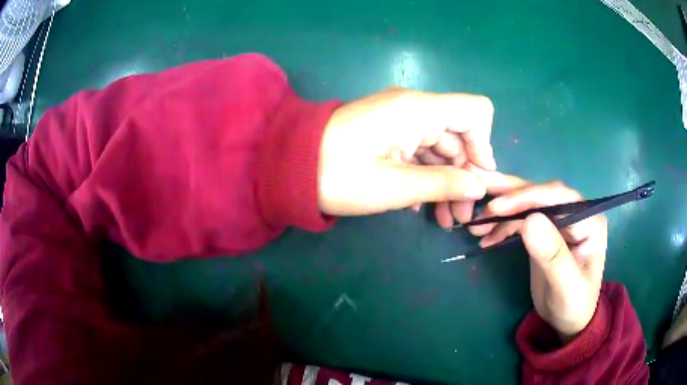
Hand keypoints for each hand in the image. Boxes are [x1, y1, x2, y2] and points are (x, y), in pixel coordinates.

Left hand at [317, 88, 495, 216]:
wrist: (289, 165)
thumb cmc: (339, 175)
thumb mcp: (395, 186)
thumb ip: (443, 183)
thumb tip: (479, 186)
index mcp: (418, 110)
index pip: (475, 111)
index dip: (483, 144)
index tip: (477, 179)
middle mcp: (414, 107)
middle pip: (460, 134)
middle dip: (465, 174)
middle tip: (462, 215)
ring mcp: (400, 119)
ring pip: (440, 147)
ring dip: (447, 181)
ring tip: (446, 220)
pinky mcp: (388, 131)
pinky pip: (419, 150)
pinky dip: (426, 175)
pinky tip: (424, 206)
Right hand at [468, 171, 607, 339]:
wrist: (569, 319)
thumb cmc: (573, 305)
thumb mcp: (566, 286)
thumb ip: (552, 255)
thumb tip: (530, 221)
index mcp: (588, 221)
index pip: (558, 198)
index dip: (528, 197)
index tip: (497, 207)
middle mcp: (575, 214)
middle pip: (541, 195)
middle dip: (510, 197)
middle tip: (479, 202)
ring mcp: (560, 220)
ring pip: (530, 204)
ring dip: (503, 210)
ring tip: (476, 222)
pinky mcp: (546, 230)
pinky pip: (523, 219)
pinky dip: (504, 224)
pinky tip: (487, 236)